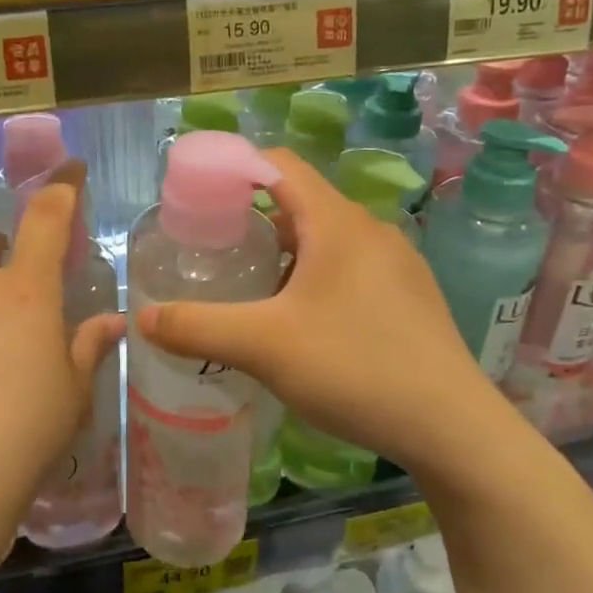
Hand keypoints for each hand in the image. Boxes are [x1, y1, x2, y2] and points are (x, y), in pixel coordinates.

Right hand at [136, 149, 497, 482]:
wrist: (451, 427)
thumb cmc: (353, 368)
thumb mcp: (262, 346)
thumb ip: (197, 327)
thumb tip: (142, 320)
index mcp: (337, 222)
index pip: (279, 165)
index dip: (234, 169)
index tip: (198, 199)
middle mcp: (371, 231)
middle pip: (300, 203)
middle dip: (253, 220)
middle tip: (214, 252)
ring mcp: (397, 264)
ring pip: (326, 240)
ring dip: (285, 254)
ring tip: (250, 289)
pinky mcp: (410, 297)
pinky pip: (350, 269)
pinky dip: (315, 278)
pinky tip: (300, 323)